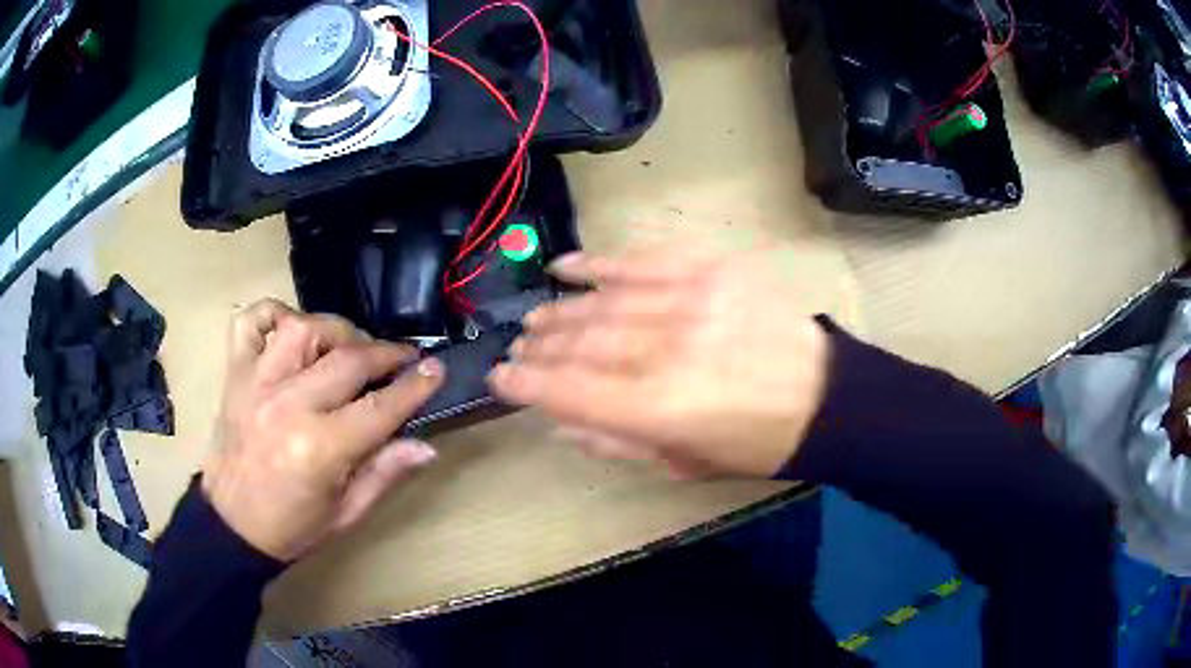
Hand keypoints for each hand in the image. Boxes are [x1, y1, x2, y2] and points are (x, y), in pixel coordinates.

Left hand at [201, 299, 445, 560]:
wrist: (230, 525)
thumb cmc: (291, 526)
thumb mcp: (345, 513)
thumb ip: (384, 473)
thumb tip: (426, 445)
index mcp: (319, 448)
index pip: (380, 407)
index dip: (414, 386)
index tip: (436, 369)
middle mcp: (288, 405)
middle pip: (348, 359)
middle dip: (385, 354)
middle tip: (402, 360)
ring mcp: (256, 383)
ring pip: (303, 328)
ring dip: (336, 331)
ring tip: (349, 347)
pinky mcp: (234, 374)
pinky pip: (250, 321)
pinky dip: (273, 313)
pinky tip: (291, 328)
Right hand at [488, 253, 830, 478]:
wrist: (825, 397)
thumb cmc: (756, 444)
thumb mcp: (686, 463)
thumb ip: (618, 443)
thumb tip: (560, 423)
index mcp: (662, 408)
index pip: (570, 391)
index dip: (526, 384)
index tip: (499, 377)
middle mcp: (668, 349)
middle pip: (581, 342)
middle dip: (540, 347)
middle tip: (519, 348)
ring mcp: (691, 301)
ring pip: (602, 302)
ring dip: (560, 311)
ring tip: (536, 318)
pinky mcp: (711, 270)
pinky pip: (640, 261)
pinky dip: (597, 265)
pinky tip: (565, 267)